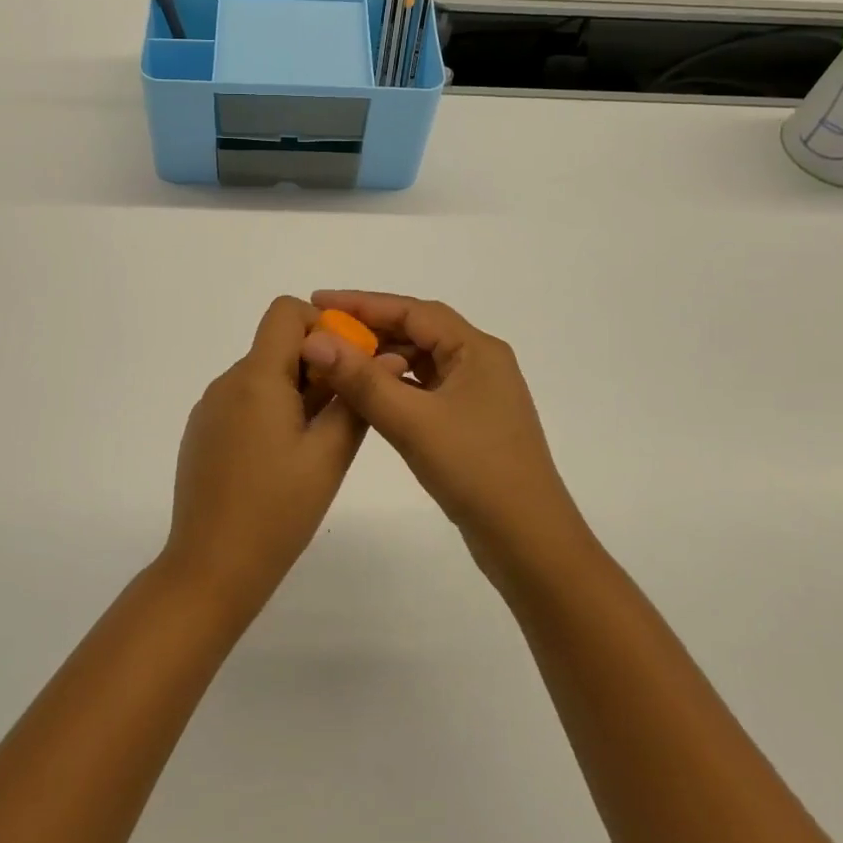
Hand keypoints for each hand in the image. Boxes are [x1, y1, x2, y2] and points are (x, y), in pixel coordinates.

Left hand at [163, 297, 386, 614]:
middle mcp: (227, 382)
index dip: (321, 325)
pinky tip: (282, 460)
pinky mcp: (203, 432)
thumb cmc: (277, 511)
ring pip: (262, 375)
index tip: (347, 366)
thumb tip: (386, 356)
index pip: (285, 312)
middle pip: (276, 345)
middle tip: (342, 414)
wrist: (211, 568)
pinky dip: (271, 411)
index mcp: (256, 378)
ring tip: (316, 444)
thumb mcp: (328, 456)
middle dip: (316, 366)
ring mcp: (210, 408)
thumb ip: (355, 400)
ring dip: (295, 391)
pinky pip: (244, 401)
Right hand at [299, 291, 589, 571]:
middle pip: (417, 332)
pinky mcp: (469, 422)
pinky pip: (423, 390)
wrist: (528, 541)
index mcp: (476, 350)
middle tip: (321, 334)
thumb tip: (315, 340)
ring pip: (420, 363)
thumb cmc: (475, 470)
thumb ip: (362, 379)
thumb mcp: (412, 421)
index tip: (318, 302)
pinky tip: (364, 397)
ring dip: (380, 360)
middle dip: (369, 330)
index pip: (412, 310)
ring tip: (336, 362)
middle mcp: (479, 363)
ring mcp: (476, 394)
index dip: (362, 303)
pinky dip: (393, 388)